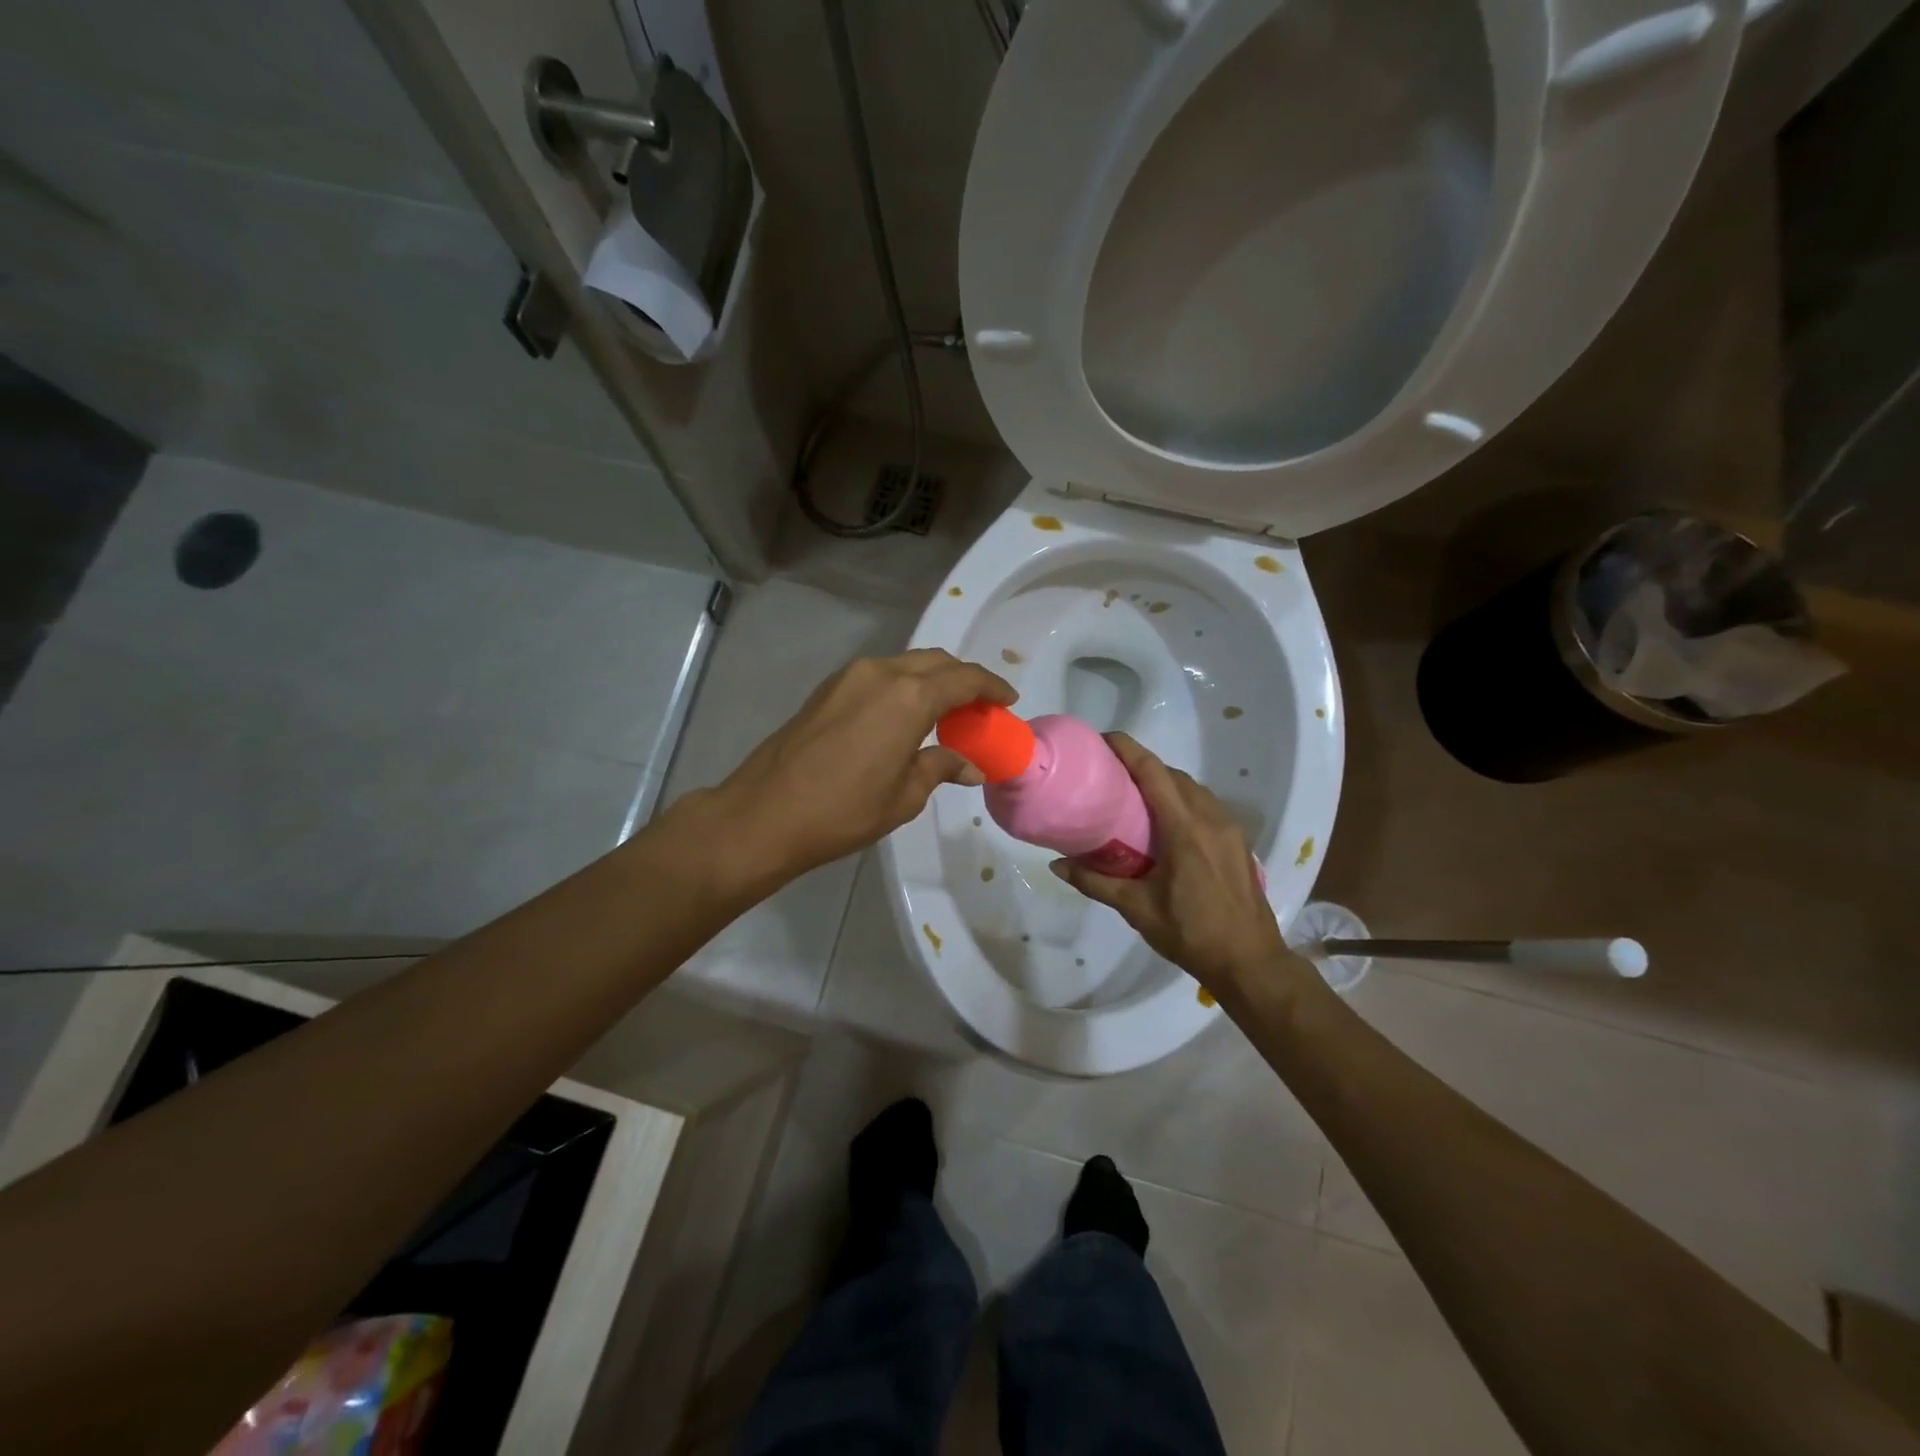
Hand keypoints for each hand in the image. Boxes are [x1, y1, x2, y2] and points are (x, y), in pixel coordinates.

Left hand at [709, 649, 1016, 882]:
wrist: (765, 812)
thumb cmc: (844, 810)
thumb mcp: (904, 795)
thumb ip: (940, 768)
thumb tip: (970, 766)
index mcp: (909, 696)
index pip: (964, 678)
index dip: (992, 687)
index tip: (1008, 700)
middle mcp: (882, 673)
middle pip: (935, 662)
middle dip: (963, 679)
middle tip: (981, 707)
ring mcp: (850, 677)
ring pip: (905, 665)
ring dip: (931, 681)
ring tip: (947, 712)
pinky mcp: (827, 689)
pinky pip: (879, 676)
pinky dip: (903, 687)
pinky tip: (906, 716)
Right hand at [1049, 733, 1294, 995]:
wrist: (1250, 962)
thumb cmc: (1190, 933)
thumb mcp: (1137, 909)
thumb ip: (1096, 882)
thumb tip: (1057, 865)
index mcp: (1184, 829)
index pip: (1153, 772)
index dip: (1128, 749)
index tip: (1103, 738)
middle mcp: (1210, 818)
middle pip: (1173, 775)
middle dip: (1142, 764)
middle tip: (1110, 771)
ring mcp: (1229, 828)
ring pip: (1193, 788)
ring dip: (1164, 781)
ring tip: (1134, 793)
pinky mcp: (1238, 841)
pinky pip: (1206, 805)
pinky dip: (1183, 799)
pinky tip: (1166, 820)